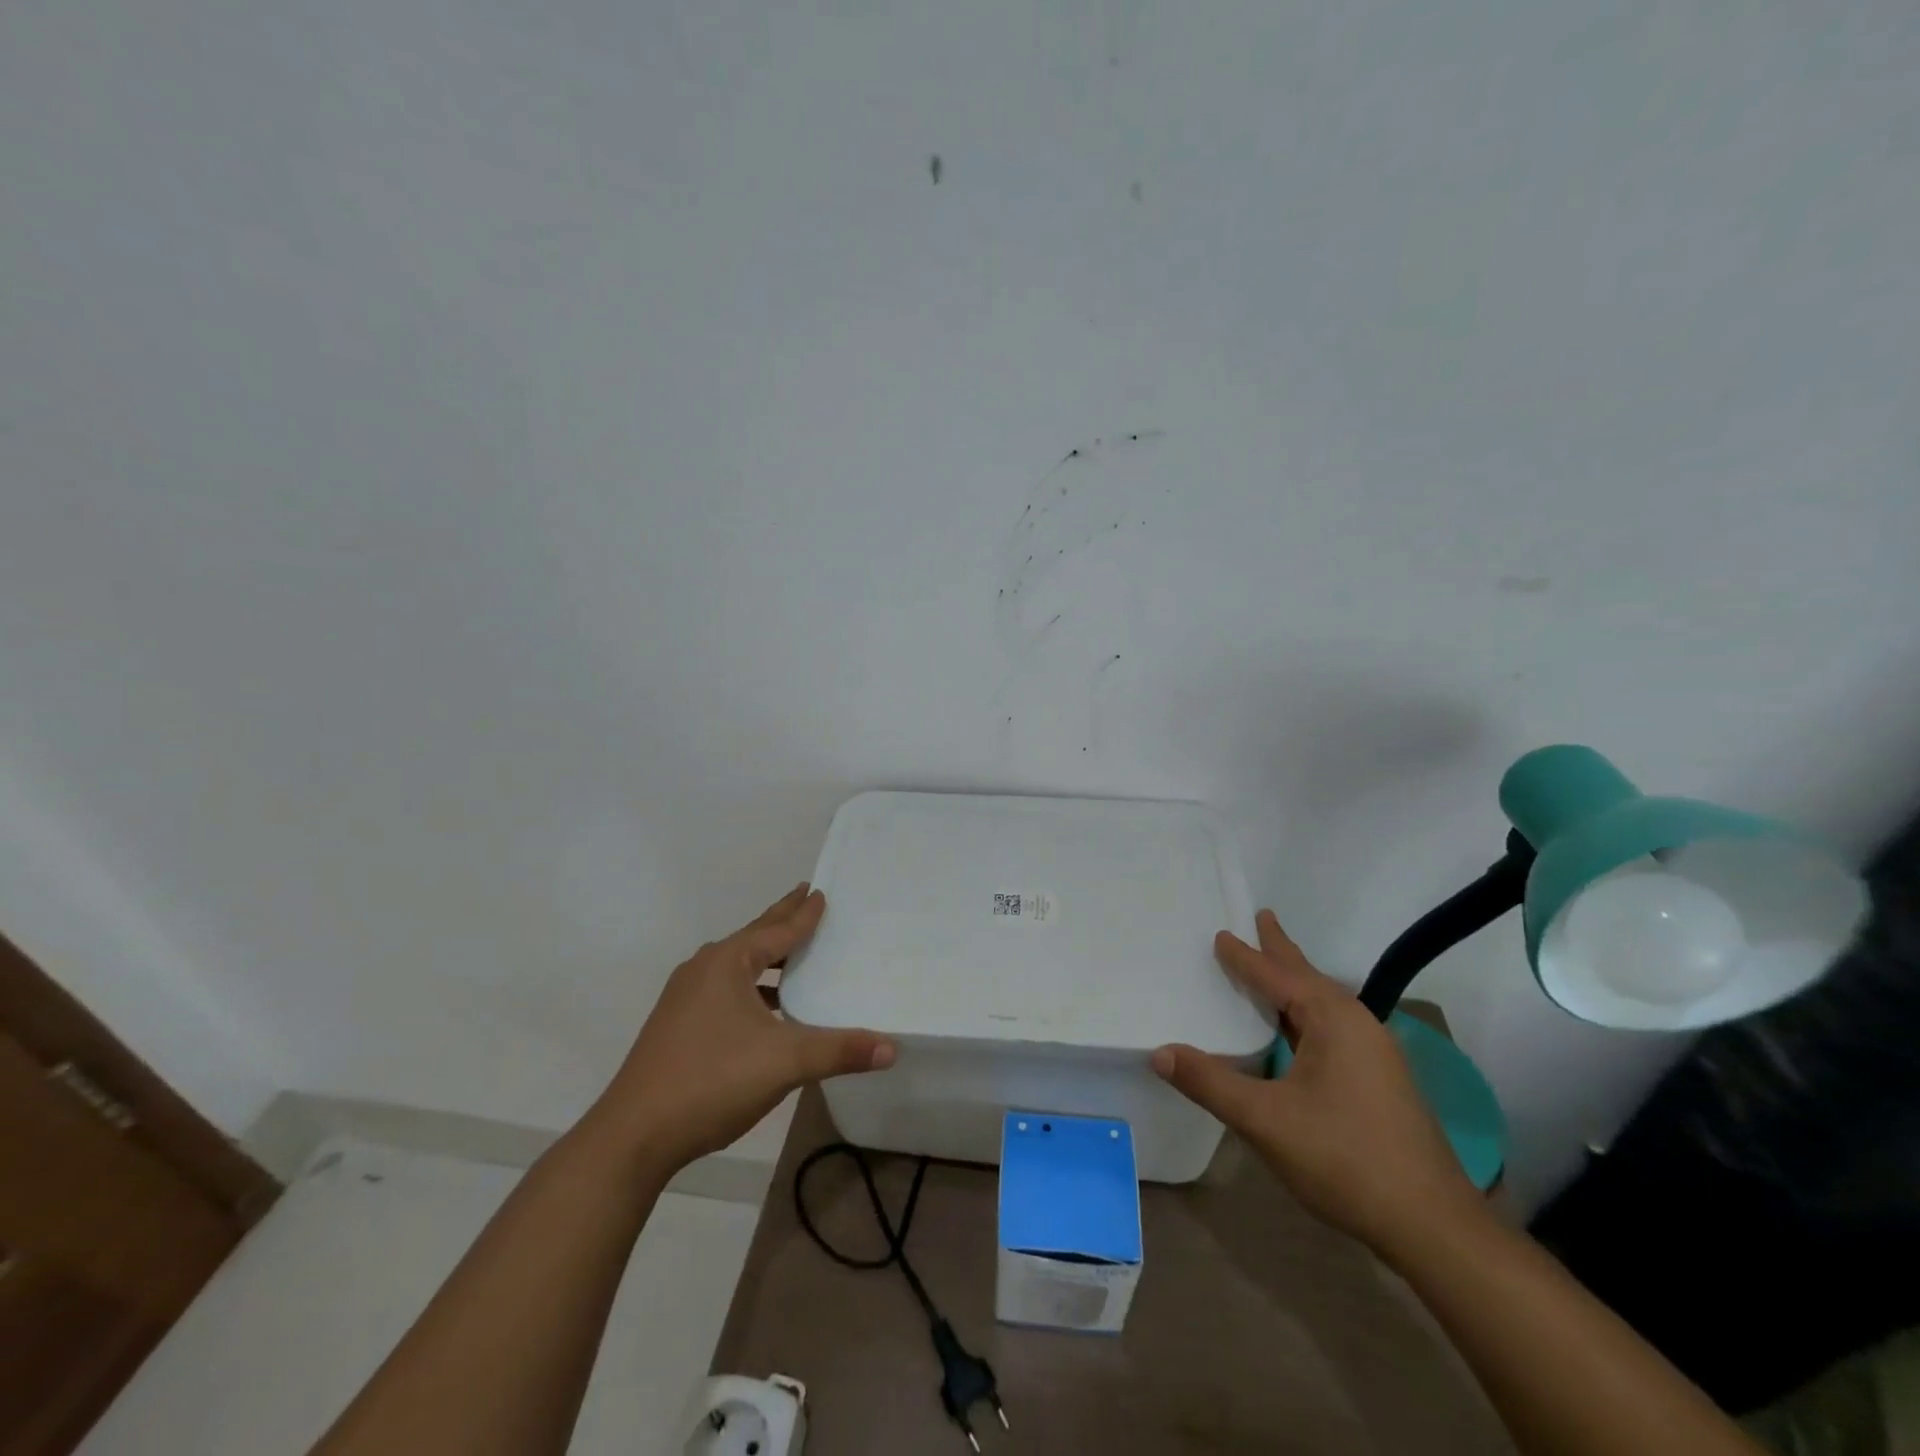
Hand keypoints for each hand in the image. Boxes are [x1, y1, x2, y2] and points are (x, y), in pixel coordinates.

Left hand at [586, 886, 894, 1173]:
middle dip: (780, 920)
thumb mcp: (785, 1062)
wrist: (633, 1136)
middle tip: (804, 897)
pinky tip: (764, 1011)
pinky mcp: (676, 1026)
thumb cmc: (712, 1080)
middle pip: (753, 938)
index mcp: (727, 963)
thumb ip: (839, 1051)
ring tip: (791, 954)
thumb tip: (891, 1048)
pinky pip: (724, 990)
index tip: (819, 892)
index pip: (777, 930)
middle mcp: (704, 970)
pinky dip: (750, 988)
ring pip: (736, 967)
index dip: (803, 914)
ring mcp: (684, 998)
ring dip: (765, 958)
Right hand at [1152, 909, 1480, 1258]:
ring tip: (1274, 968)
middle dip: (1281, 951)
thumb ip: (1210, 1083)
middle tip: (1261, 919)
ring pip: (1324, 1004)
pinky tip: (1298, 1031)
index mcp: (1332, 1019)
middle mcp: (1358, 1024)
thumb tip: (1159, 1052)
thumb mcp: (1265, 1120)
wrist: (1432, 1226)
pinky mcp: (1382, 1080)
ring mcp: (1376, 1053)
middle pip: (1308, 977)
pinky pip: (1334, 1027)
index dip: (1245, 956)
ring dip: (1295, 982)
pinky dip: (1306, 1013)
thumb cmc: (1344, 1159)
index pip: (1277, 976)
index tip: (1221, 933)